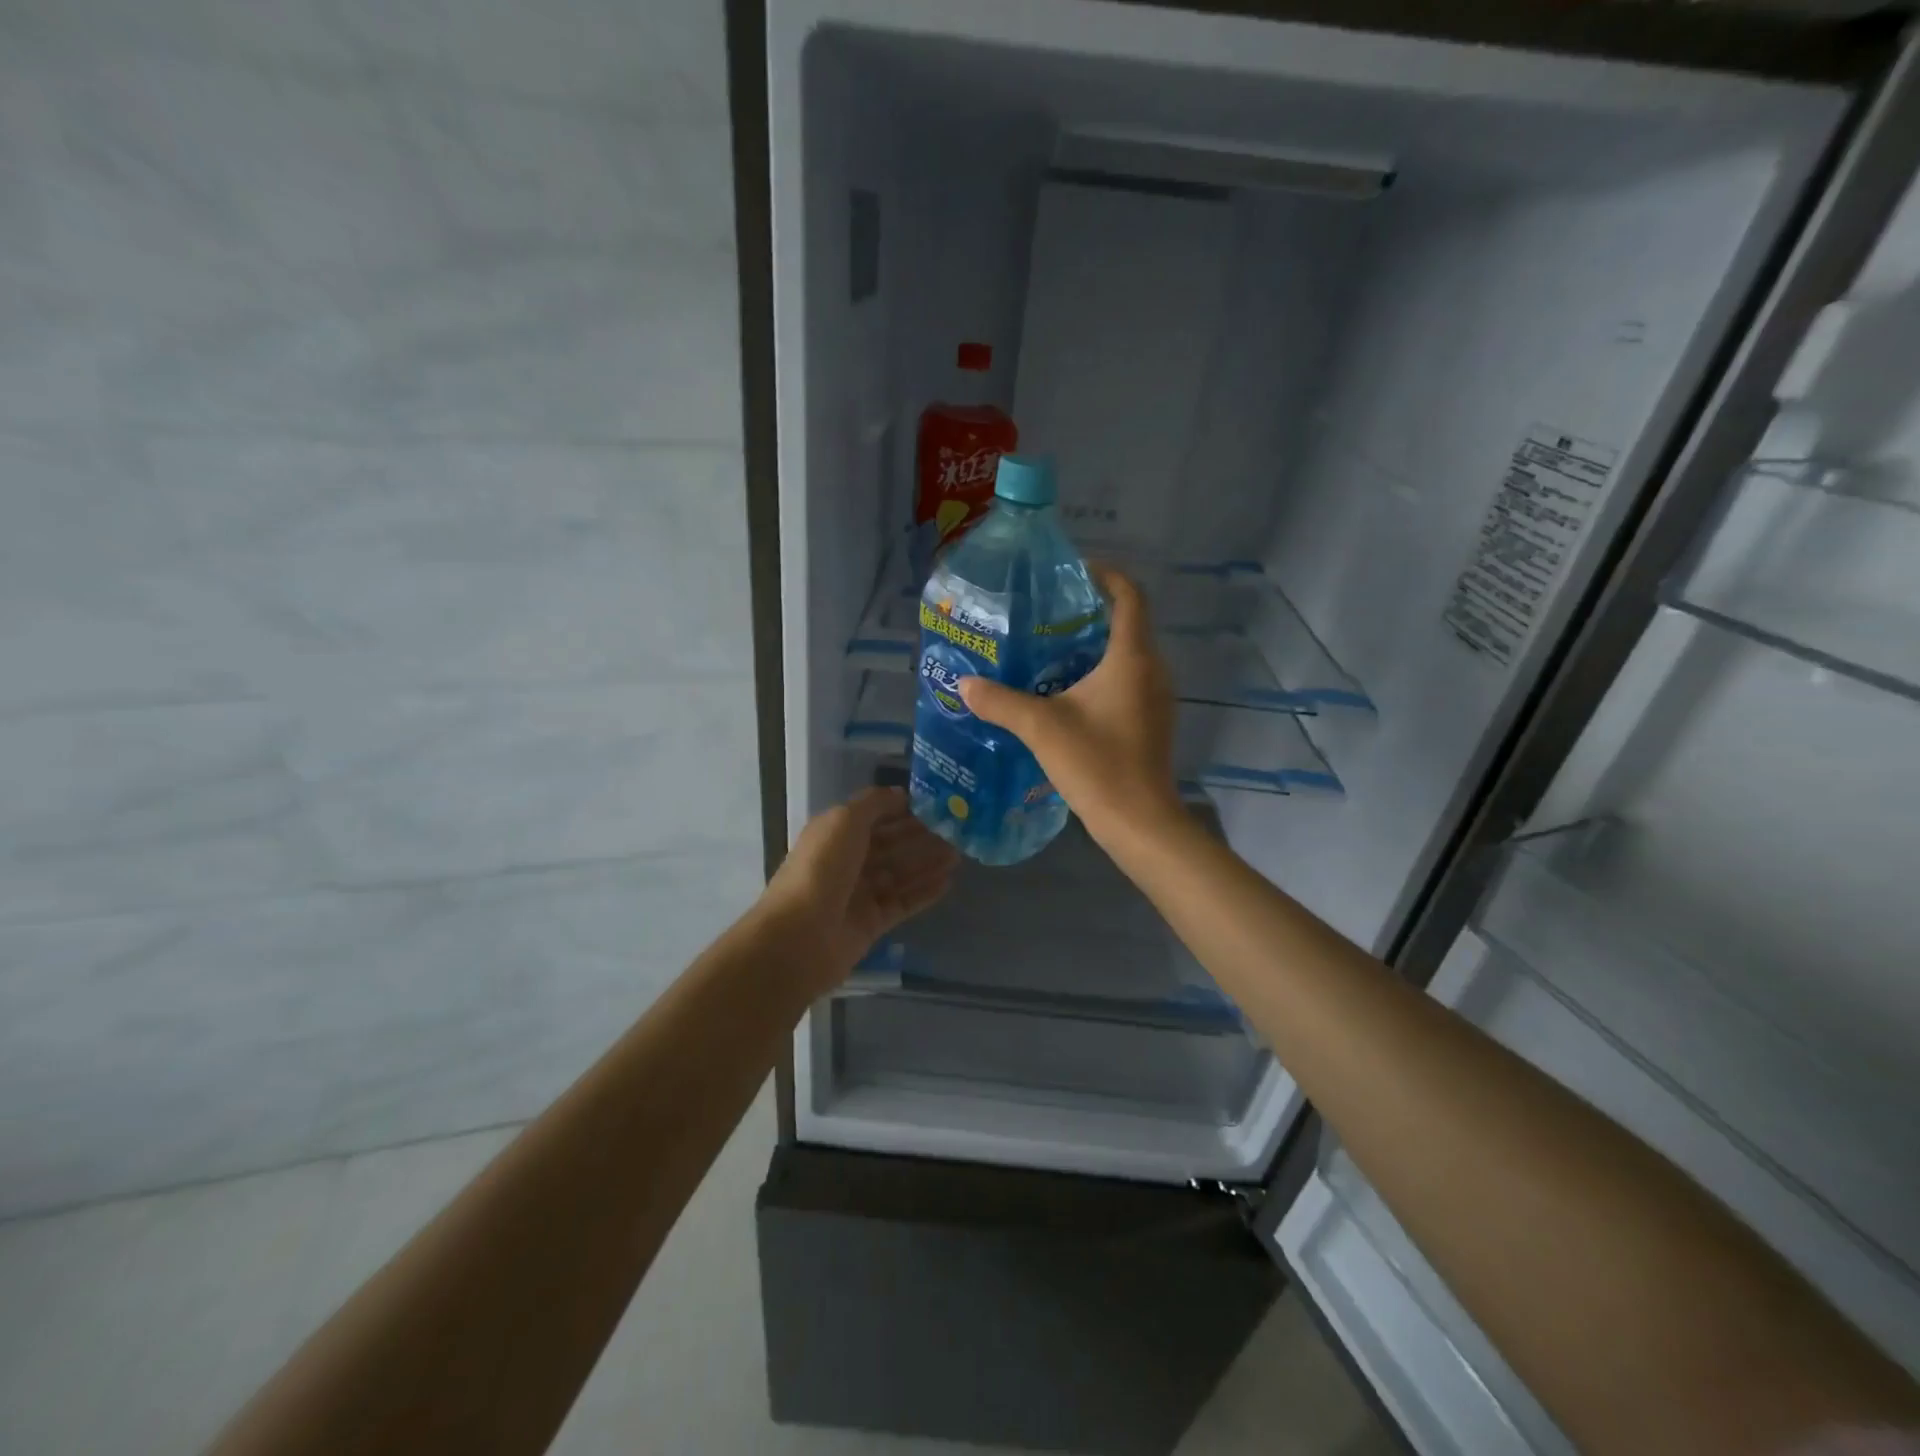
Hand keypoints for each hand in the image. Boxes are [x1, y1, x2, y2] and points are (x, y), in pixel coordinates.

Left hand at [763, 786, 958, 989]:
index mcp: (835, 834)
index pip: (875, 817)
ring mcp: (859, 894)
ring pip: (900, 873)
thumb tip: (900, 793)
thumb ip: (874, 804)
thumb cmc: (821, 868)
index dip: (903, 809)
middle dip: (921, 836)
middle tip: (956, 830)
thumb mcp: (844, 821)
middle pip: (890, 845)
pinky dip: (924, 892)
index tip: (937, 804)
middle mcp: (847, 862)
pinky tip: (948, 882)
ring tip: (959, 854)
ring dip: (927, 863)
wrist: (800, 936)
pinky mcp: (872, 923)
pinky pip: (903, 903)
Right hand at [958, 566, 1184, 848]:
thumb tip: (965, 683)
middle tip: (1044, 616)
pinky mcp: (1149, 722)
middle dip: (1089, 614)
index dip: (1105, 575)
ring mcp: (1154, 698)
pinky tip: (1063, 694)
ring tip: (1047, 651)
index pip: (1129, 596)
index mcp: (1132, 658)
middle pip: (1126, 624)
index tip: (1072, 572)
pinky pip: (1126, 683)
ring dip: (1092, 648)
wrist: (1139, 821)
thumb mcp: (1041, 727)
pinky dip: (1099, 677)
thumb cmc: (1097, 763)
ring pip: (1125, 656)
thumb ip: (1000, 701)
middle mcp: (1152, 671)